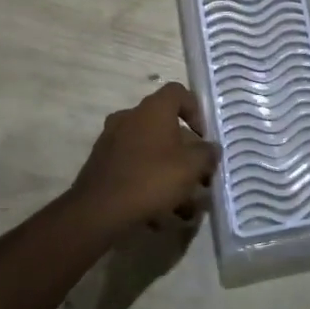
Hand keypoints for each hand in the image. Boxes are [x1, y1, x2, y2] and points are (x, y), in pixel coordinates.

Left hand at [67, 83, 217, 233]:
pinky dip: (148, 185)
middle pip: (165, 126)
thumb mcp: (191, 168)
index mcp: (153, 109)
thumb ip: (207, 154)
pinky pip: (133, 168)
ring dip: (168, 173)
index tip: (204, 136)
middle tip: (198, 177)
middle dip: (185, 152)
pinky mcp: (101, 164)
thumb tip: (211, 148)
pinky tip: (158, 216)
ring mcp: (112, 140)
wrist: (98, 210)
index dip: (195, 110)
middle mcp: (130, 117)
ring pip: (150, 151)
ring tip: (183, 207)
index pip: (178, 92)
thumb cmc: (151, 179)